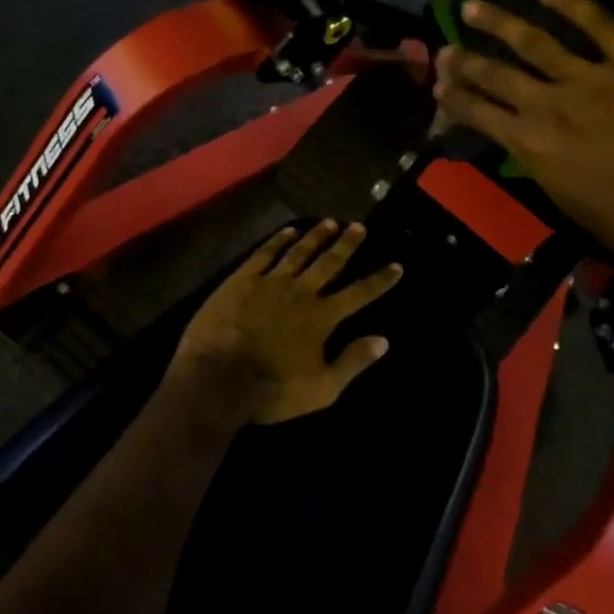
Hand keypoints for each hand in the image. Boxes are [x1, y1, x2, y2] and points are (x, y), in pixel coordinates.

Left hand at [168, 221, 403, 424]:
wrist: (216, 379)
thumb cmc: (271, 391)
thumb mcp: (321, 389)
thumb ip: (353, 362)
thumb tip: (384, 340)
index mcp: (322, 317)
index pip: (359, 294)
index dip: (380, 280)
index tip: (397, 265)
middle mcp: (301, 292)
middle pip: (329, 263)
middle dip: (347, 244)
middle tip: (359, 226)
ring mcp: (270, 282)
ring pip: (299, 252)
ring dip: (316, 236)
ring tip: (330, 222)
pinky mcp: (241, 280)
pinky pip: (264, 253)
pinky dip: (278, 240)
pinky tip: (288, 231)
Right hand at [434, 0, 613, 296]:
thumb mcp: (570, 206)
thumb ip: (544, 167)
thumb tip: (529, 145)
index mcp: (533, 148)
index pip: (480, 114)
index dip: (455, 99)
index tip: (437, 87)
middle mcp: (550, 106)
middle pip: (496, 75)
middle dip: (464, 62)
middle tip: (444, 49)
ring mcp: (591, 78)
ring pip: (533, 42)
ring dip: (498, 23)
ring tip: (472, 7)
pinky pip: (596, 23)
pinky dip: (567, 0)